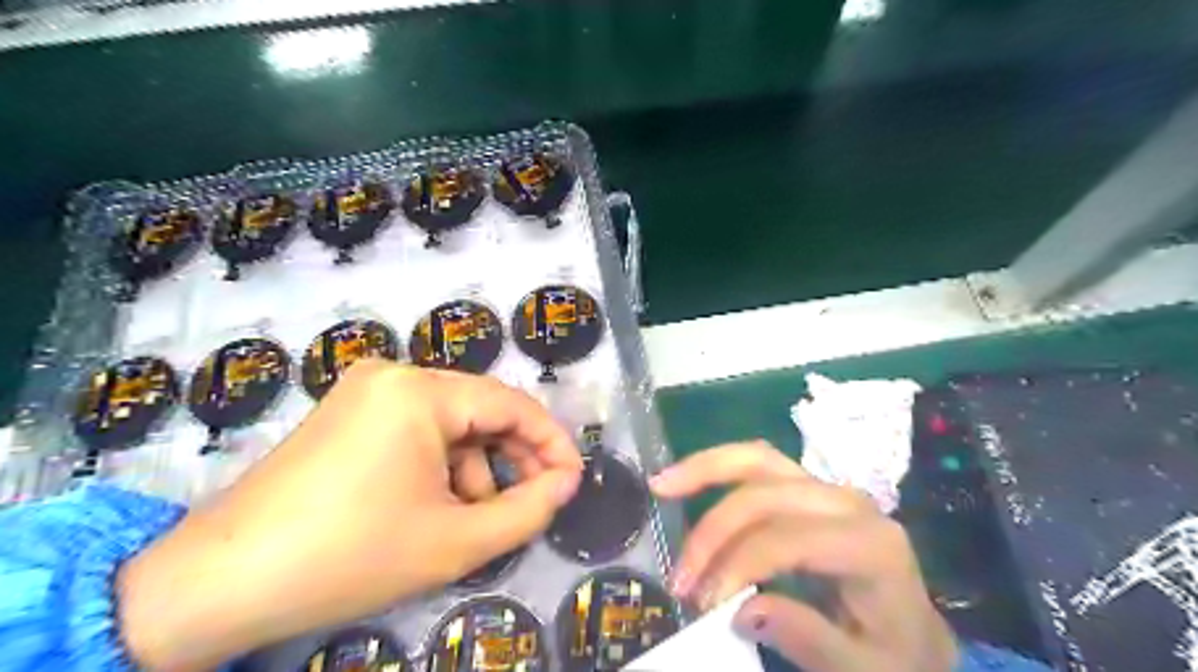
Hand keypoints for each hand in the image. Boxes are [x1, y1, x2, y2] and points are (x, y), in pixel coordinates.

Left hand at [117, 363, 585, 671]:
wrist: (219, 584)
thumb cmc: (349, 557)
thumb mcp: (456, 541)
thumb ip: (529, 509)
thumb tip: (568, 483)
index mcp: (420, 391)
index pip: (511, 404)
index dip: (551, 442)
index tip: (573, 480)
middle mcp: (395, 375)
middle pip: (480, 410)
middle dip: (513, 458)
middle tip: (537, 501)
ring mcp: (366, 391)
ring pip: (450, 423)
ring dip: (475, 468)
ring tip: (477, 520)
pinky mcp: (347, 413)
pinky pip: (417, 430)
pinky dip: (440, 465)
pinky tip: (437, 507)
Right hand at [652, 440, 959, 671]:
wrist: (917, 635)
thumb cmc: (893, 655)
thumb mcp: (861, 668)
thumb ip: (808, 639)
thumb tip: (743, 611)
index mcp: (871, 545)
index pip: (790, 540)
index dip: (739, 565)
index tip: (704, 604)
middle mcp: (849, 502)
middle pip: (766, 495)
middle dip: (713, 532)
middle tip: (679, 577)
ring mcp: (827, 487)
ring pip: (758, 460)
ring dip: (705, 469)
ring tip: (660, 484)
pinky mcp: (809, 487)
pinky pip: (758, 462)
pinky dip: (718, 466)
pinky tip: (686, 474)